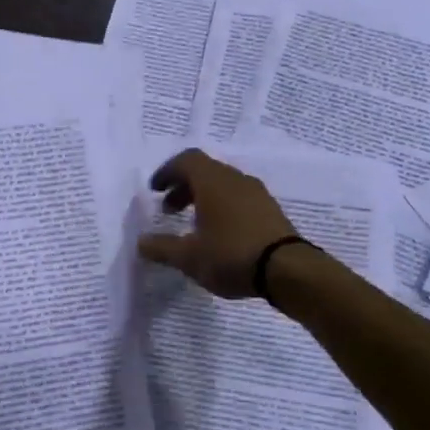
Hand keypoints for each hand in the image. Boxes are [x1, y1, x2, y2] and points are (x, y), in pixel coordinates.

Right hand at [137, 149, 298, 298]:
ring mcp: (256, 193)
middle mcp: (235, 178)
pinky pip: (239, 198)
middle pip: (205, 171)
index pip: (186, 160)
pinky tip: (220, 234)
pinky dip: (223, 207)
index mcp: (212, 181)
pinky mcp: (270, 209)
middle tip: (169, 210)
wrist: (288, 269)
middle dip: (183, 187)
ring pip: (223, 184)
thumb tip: (141, 242)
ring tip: (194, 225)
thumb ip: (162, 248)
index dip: (167, 172)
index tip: (155, 191)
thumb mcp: (189, 257)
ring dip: (204, 198)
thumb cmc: (231, 255)